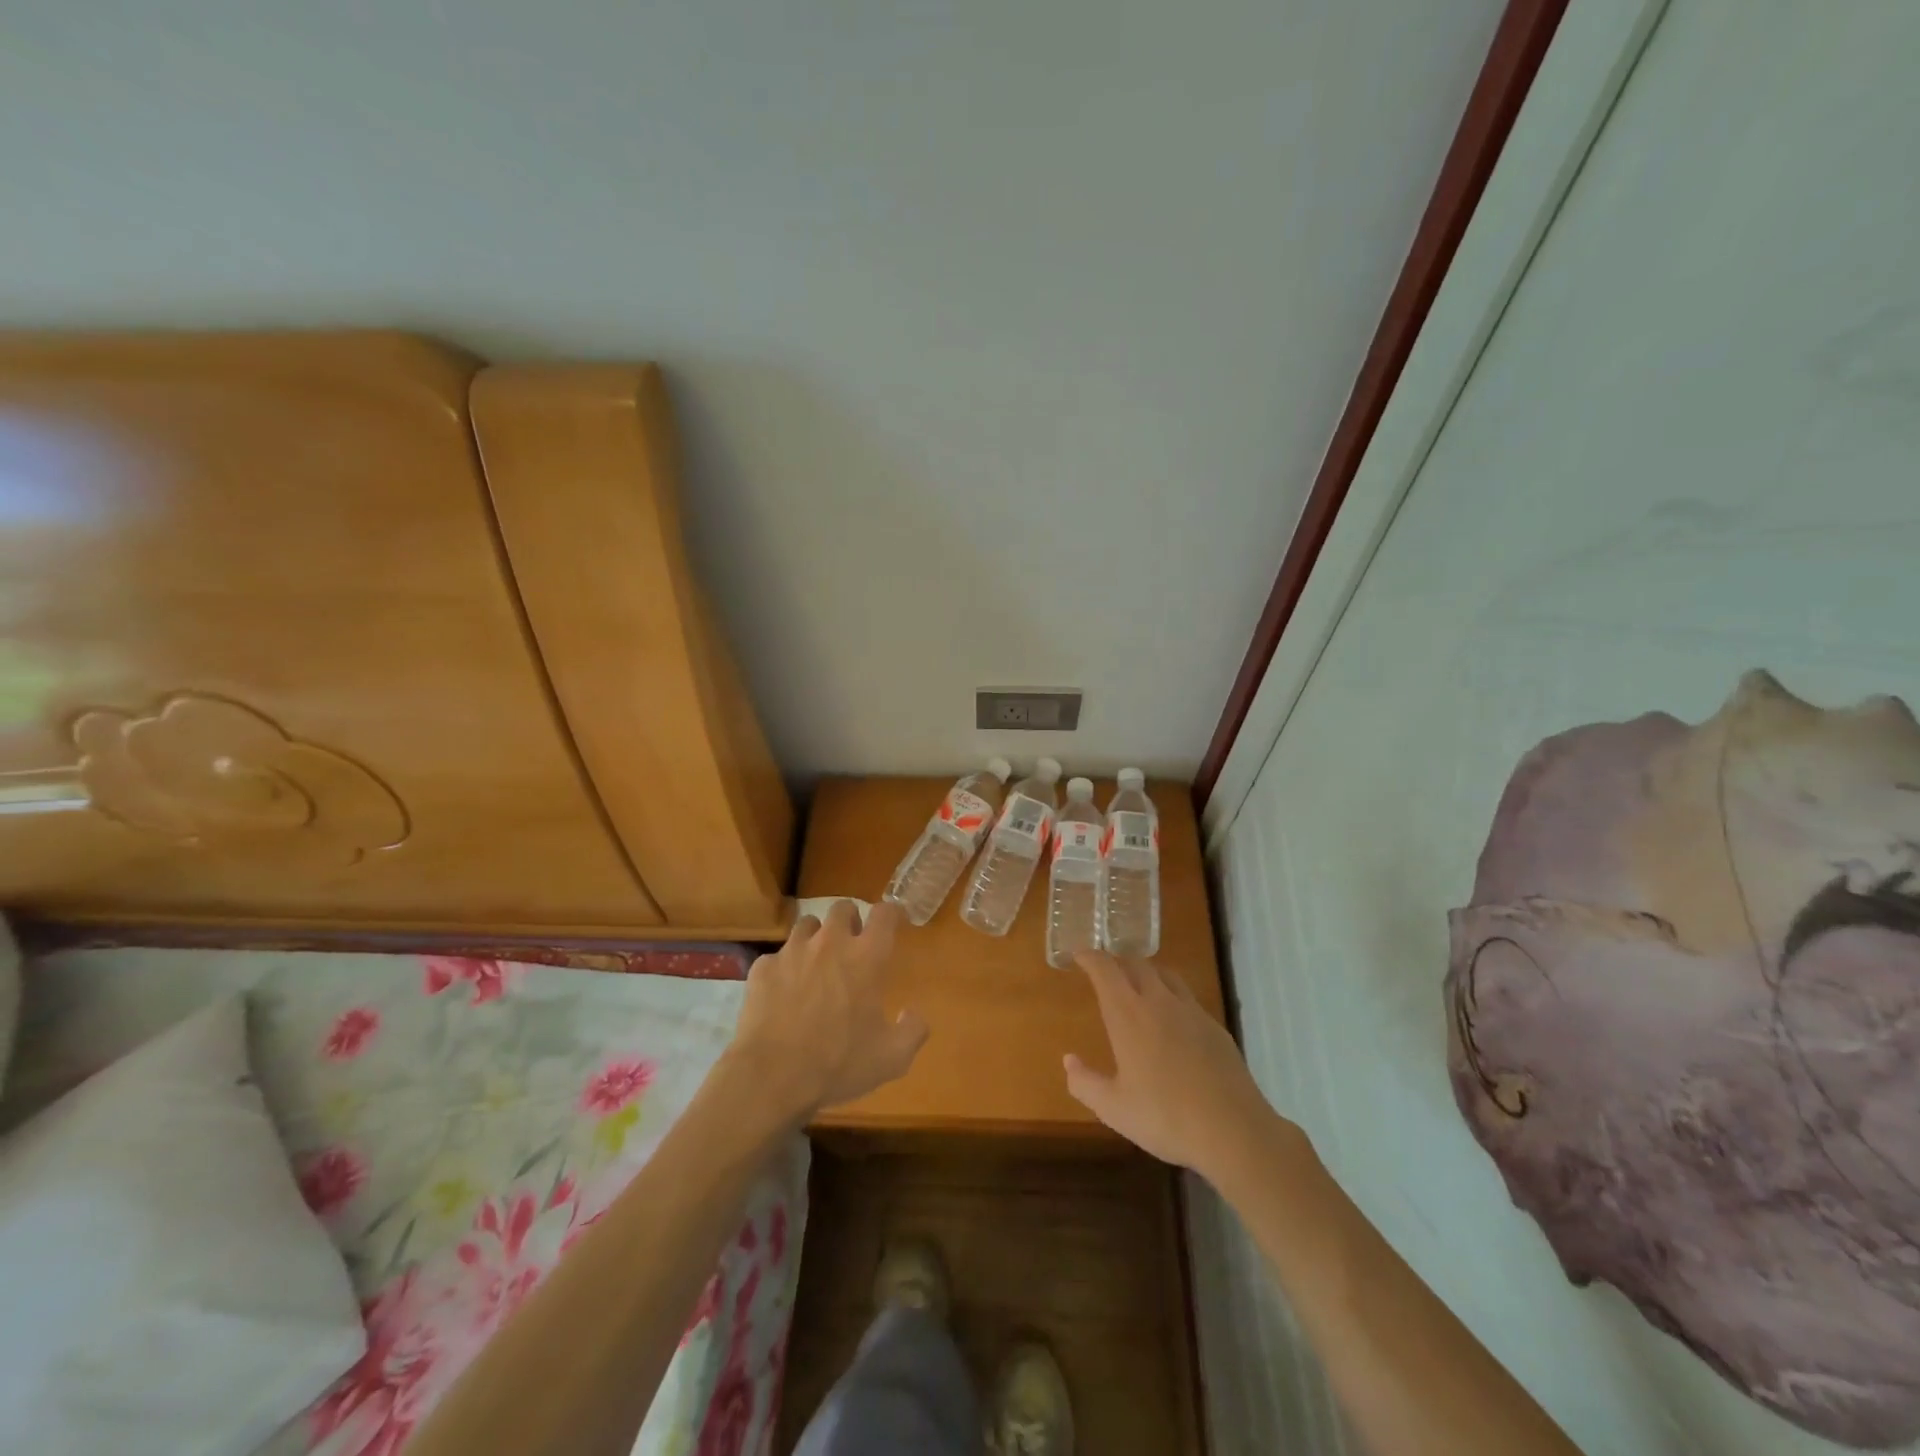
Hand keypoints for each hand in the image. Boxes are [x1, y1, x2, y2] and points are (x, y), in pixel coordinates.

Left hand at [727, 899, 927, 1122]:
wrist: (772, 1077)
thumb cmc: (839, 1064)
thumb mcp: (892, 1058)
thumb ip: (913, 1031)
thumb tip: (913, 1014)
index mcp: (866, 957)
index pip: (884, 914)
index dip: (891, 913)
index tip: (893, 922)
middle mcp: (830, 943)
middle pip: (843, 908)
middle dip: (850, 920)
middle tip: (852, 944)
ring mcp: (793, 951)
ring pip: (807, 925)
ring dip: (816, 937)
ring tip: (816, 963)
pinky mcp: (763, 968)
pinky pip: (777, 957)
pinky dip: (784, 968)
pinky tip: (783, 992)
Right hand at [1066, 951, 1278, 1177]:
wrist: (1233, 1131)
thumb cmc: (1165, 1118)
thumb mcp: (1113, 1108)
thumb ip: (1085, 1082)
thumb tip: (1069, 1061)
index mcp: (1128, 1014)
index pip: (1105, 970)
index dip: (1090, 957)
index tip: (1079, 955)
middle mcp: (1159, 1002)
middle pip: (1137, 964)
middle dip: (1118, 962)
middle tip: (1107, 972)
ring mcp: (1192, 1012)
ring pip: (1166, 976)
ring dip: (1148, 974)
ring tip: (1140, 987)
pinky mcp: (1215, 1028)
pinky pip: (1188, 999)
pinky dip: (1173, 998)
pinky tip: (1174, 1023)